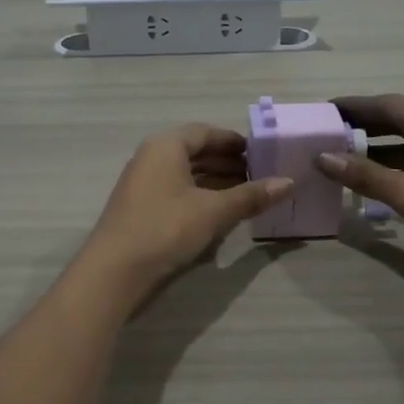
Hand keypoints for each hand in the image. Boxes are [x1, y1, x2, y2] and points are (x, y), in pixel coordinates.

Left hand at [76, 125, 290, 302]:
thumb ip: (250, 196)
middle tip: (259, 176)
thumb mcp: (213, 211)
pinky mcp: (140, 210)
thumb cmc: (165, 228)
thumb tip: (289, 183)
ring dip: (214, 182)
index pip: (204, 132)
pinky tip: (219, 214)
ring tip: (245, 195)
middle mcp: (150, 159)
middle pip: (194, 152)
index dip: (233, 142)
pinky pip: (176, 193)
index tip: (260, 153)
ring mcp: (142, 185)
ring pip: (185, 175)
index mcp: (165, 146)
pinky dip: (199, 197)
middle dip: (227, 163)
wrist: (115, 271)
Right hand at [314, 94, 403, 285]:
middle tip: (326, 136)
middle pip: (399, 120)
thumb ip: (366, 175)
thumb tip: (323, 157)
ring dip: (377, 149)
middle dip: (362, 126)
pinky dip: (396, 167)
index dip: (354, 106)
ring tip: (342, 159)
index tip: (322, 111)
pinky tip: (377, 183)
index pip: (387, 104)